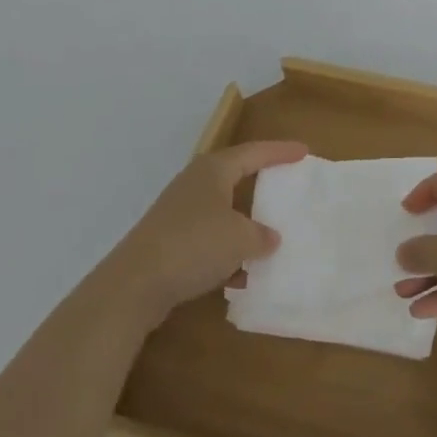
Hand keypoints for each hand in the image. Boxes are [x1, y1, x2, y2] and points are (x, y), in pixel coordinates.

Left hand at [107, 141, 306, 328]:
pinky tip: (238, 278)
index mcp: (214, 170)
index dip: (280, 152)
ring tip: (267, 239)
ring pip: (221, 213)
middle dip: (260, 185)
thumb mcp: (240, 239)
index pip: (254, 152)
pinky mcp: (168, 242)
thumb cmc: (194, 245)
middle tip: (285, 184)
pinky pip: (207, 241)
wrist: (133, 285)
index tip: (303, 151)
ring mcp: (178, 214)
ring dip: (243, 226)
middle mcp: (195, 184)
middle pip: (235, 178)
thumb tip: (269, 238)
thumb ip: (261, 236)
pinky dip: (225, 254)